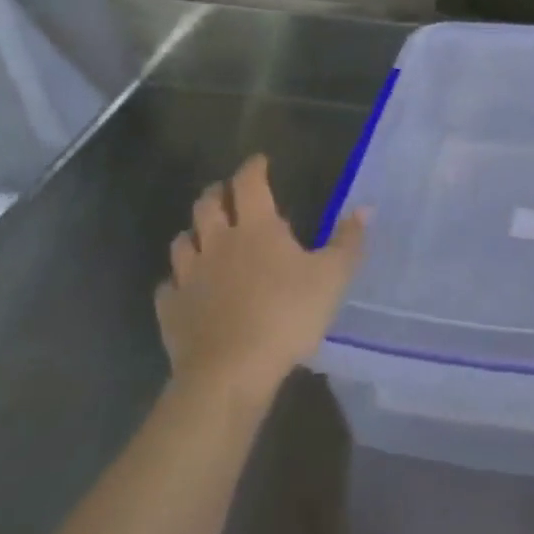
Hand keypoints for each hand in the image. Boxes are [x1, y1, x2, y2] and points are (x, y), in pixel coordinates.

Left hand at [161, 155, 365, 403]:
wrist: (231, 371)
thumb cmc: (287, 315)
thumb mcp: (333, 277)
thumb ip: (348, 241)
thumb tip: (365, 208)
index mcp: (256, 228)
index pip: (249, 183)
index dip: (253, 168)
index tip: (259, 161)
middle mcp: (217, 242)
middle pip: (207, 205)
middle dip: (217, 193)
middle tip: (228, 193)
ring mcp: (188, 276)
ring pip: (182, 241)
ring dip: (194, 233)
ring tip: (204, 236)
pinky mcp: (171, 309)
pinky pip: (168, 286)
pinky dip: (177, 281)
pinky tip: (185, 288)